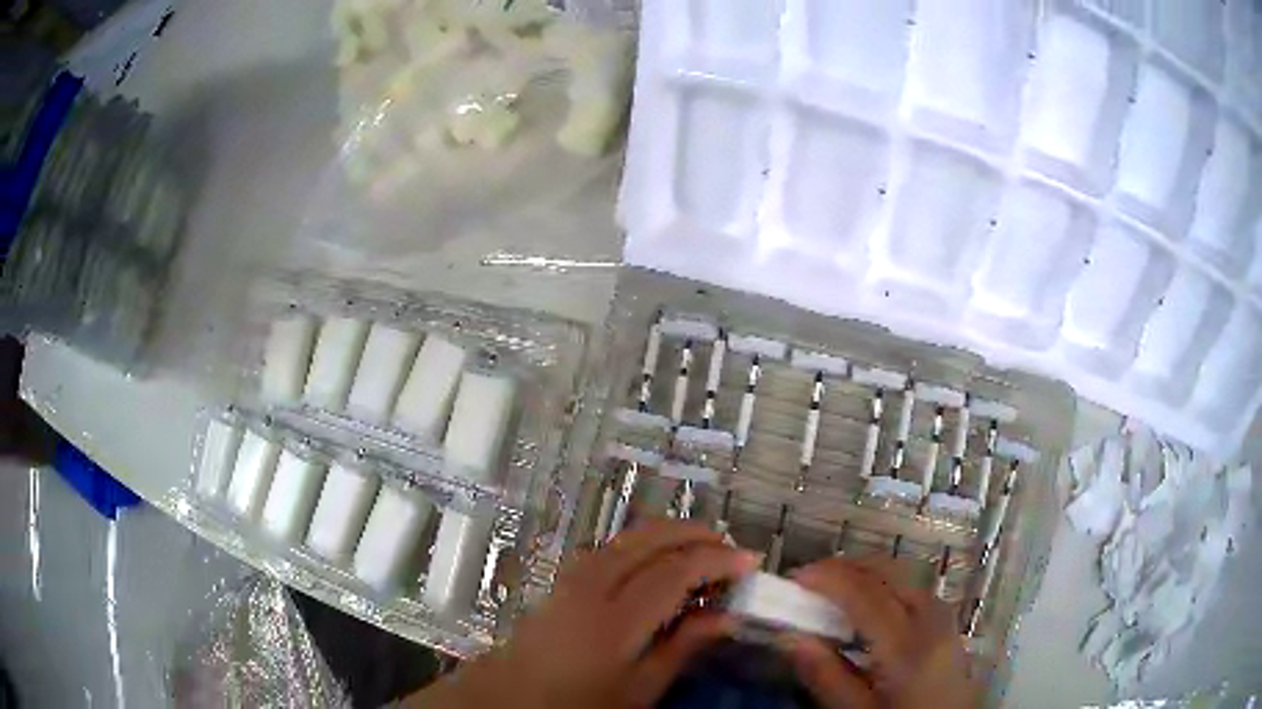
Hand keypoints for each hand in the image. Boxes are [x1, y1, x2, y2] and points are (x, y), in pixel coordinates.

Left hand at [409, 519, 760, 707]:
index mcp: (616, 618)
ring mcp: (574, 576)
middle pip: (651, 537)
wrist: (515, 696)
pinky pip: (612, 546)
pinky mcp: (564, 578)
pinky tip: (658, 559)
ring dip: (670, 534)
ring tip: (703, 550)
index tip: (750, 562)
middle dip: (696, 534)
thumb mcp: (640, 687)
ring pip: (629, 536)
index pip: (677, 569)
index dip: (718, 559)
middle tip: (731, 550)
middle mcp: (593, 584)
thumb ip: (683, 647)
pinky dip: (644, 542)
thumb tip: (726, 616)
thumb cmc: (582, 701)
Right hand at [781, 557, 979, 708]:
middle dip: (848, 567)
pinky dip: (887, 586)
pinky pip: (915, 590)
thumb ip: (826, 677)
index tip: (795, 577)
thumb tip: (791, 638)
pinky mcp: (948, 626)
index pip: (865, 595)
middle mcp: (931, 620)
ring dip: (868, 574)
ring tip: (835, 590)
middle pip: (891, 572)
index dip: (829, 578)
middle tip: (811, 579)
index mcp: (906, 646)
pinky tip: (870, 606)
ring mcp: (945, 619)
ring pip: (905, 577)